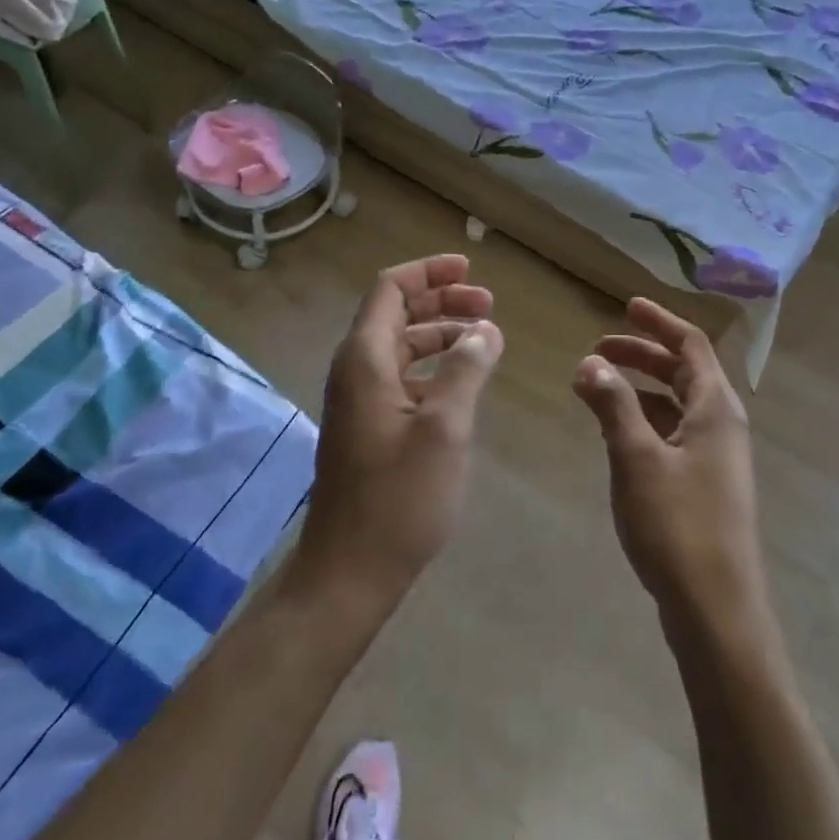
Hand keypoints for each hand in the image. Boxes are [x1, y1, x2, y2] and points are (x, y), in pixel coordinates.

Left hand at [295, 255, 502, 614]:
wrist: (350, 571)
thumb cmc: (398, 498)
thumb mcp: (444, 429)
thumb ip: (466, 370)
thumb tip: (485, 330)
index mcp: (365, 359)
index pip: (390, 290)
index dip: (429, 272)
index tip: (470, 268)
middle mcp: (356, 370)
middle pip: (396, 313)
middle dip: (442, 301)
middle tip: (489, 304)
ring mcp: (359, 400)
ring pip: (401, 346)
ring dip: (441, 334)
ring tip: (486, 338)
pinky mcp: (368, 426)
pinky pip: (401, 377)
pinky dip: (433, 367)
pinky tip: (464, 381)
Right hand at [573, 298, 767, 631]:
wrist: (717, 610)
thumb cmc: (678, 525)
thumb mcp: (636, 458)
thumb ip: (613, 405)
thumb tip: (590, 362)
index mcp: (714, 408)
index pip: (691, 345)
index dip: (658, 323)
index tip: (626, 307)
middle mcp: (721, 425)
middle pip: (683, 372)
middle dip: (642, 355)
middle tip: (598, 350)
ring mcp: (715, 457)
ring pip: (675, 405)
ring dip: (638, 389)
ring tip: (595, 389)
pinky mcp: (704, 485)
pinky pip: (672, 434)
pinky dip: (643, 420)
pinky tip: (614, 433)